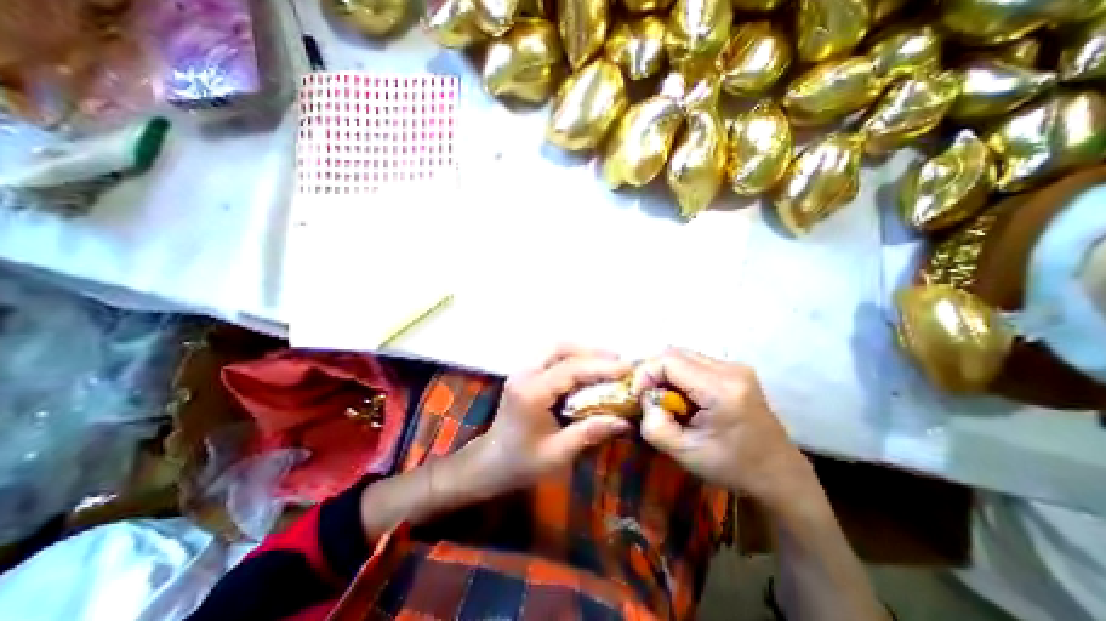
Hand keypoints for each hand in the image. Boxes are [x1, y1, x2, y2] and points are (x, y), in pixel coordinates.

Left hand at [469, 345, 640, 495]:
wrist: (489, 462)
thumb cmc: (521, 463)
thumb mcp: (558, 453)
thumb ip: (590, 432)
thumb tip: (624, 421)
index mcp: (531, 392)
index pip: (570, 369)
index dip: (600, 367)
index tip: (627, 369)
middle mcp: (525, 374)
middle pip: (561, 348)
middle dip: (592, 352)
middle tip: (619, 362)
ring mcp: (522, 371)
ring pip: (556, 349)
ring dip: (583, 352)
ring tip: (608, 362)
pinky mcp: (525, 373)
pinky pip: (552, 357)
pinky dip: (573, 358)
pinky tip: (588, 368)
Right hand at [632, 346, 808, 507]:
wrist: (779, 475)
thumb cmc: (733, 468)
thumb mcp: (684, 453)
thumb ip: (654, 425)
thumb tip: (645, 399)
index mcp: (722, 388)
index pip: (669, 360)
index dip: (645, 373)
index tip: (638, 397)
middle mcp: (731, 369)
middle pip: (675, 353)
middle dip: (653, 372)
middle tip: (647, 397)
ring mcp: (735, 367)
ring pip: (683, 355)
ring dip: (665, 374)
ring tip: (664, 398)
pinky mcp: (734, 371)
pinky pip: (694, 363)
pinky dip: (679, 376)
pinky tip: (681, 397)